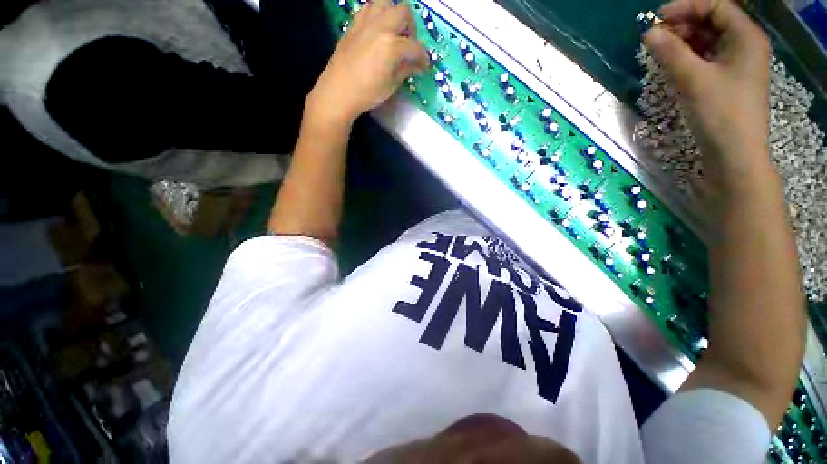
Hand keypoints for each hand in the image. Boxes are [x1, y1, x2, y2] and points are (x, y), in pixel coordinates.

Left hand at [306, 0, 429, 127]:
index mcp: (391, 45)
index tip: (424, 65)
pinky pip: (368, 8)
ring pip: (385, 2)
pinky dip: (377, 14)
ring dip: (394, 14)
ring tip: (393, 32)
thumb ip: (406, 69)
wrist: (339, 91)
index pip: (415, 47)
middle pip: (403, 12)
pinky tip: (377, 31)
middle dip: (411, 27)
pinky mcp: (353, 24)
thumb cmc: (368, 93)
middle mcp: (380, 27)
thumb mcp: (391, 85)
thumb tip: (418, 64)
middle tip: (408, 45)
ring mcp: (365, 23)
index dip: (423, 57)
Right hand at [644, 0, 772, 190]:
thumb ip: (670, 53)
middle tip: (656, 38)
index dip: (687, 7)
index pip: (716, 6)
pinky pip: (707, 59)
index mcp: (746, 37)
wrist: (733, 155)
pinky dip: (689, 58)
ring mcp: (737, 64)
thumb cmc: (721, 114)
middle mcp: (744, 45)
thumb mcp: (694, 79)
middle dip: (684, 25)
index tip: (657, 18)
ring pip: (708, 41)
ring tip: (661, 53)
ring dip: (684, 43)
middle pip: (712, 22)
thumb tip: (648, 34)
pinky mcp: (727, 81)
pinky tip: (673, 66)